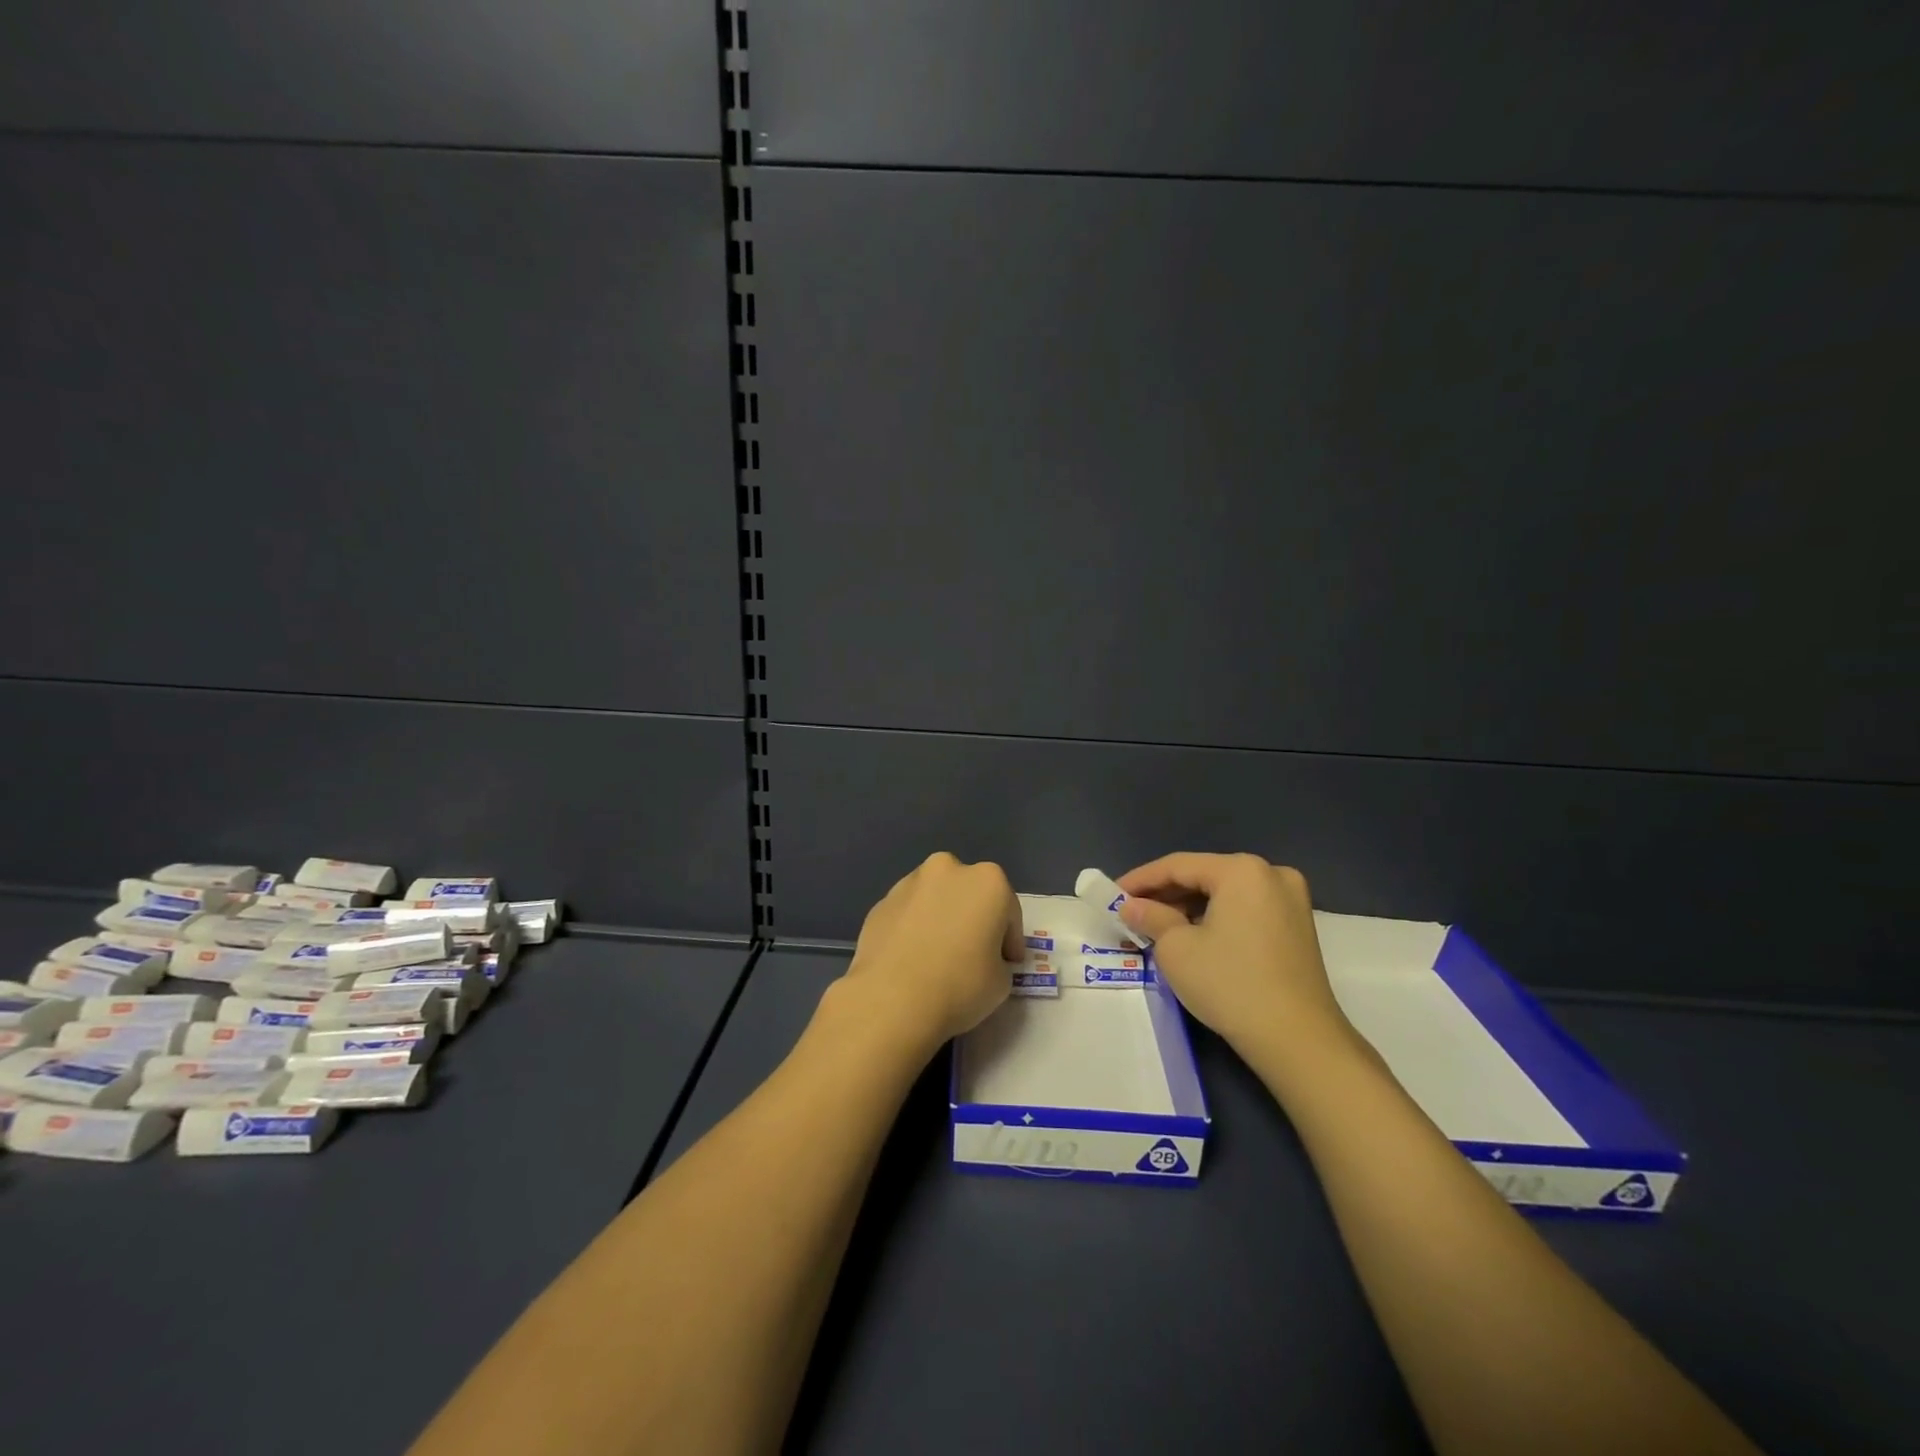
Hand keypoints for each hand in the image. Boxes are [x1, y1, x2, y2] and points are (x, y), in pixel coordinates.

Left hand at [837, 852, 1020, 1052]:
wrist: (891, 999)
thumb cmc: (959, 985)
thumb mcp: (1001, 982)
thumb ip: (997, 960)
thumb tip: (983, 959)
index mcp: (987, 881)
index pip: (1008, 911)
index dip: (1009, 940)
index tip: (1006, 963)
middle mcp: (947, 869)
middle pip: (969, 894)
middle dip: (972, 918)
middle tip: (972, 953)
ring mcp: (909, 883)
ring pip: (935, 899)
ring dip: (940, 919)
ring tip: (936, 957)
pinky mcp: (880, 903)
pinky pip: (908, 914)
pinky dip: (913, 928)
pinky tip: (911, 959)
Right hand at [1118, 853, 1353, 1057]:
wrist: (1298, 1040)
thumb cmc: (1230, 984)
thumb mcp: (1176, 948)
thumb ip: (1150, 917)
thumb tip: (1132, 907)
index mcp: (1242, 870)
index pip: (1178, 865)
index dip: (1140, 880)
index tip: (1113, 895)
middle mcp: (1271, 874)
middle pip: (1204, 876)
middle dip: (1165, 894)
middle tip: (1131, 912)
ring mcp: (1290, 901)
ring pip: (1225, 894)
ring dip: (1189, 907)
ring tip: (1156, 926)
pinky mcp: (1298, 927)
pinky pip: (1245, 910)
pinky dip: (1216, 918)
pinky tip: (1192, 936)